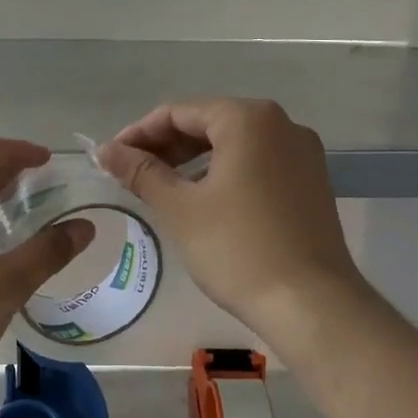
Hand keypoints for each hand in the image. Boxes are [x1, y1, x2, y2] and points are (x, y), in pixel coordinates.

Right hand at [97, 98, 367, 345]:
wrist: (312, 305)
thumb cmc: (238, 249)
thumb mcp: (179, 208)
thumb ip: (140, 172)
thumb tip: (105, 150)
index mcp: (248, 119)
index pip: (179, 112)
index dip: (139, 133)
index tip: (110, 158)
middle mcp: (281, 124)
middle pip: (209, 123)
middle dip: (166, 146)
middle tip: (131, 174)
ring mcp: (303, 153)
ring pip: (234, 144)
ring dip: (193, 160)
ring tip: (162, 188)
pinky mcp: (312, 182)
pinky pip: (257, 163)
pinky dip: (225, 173)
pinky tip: (204, 200)